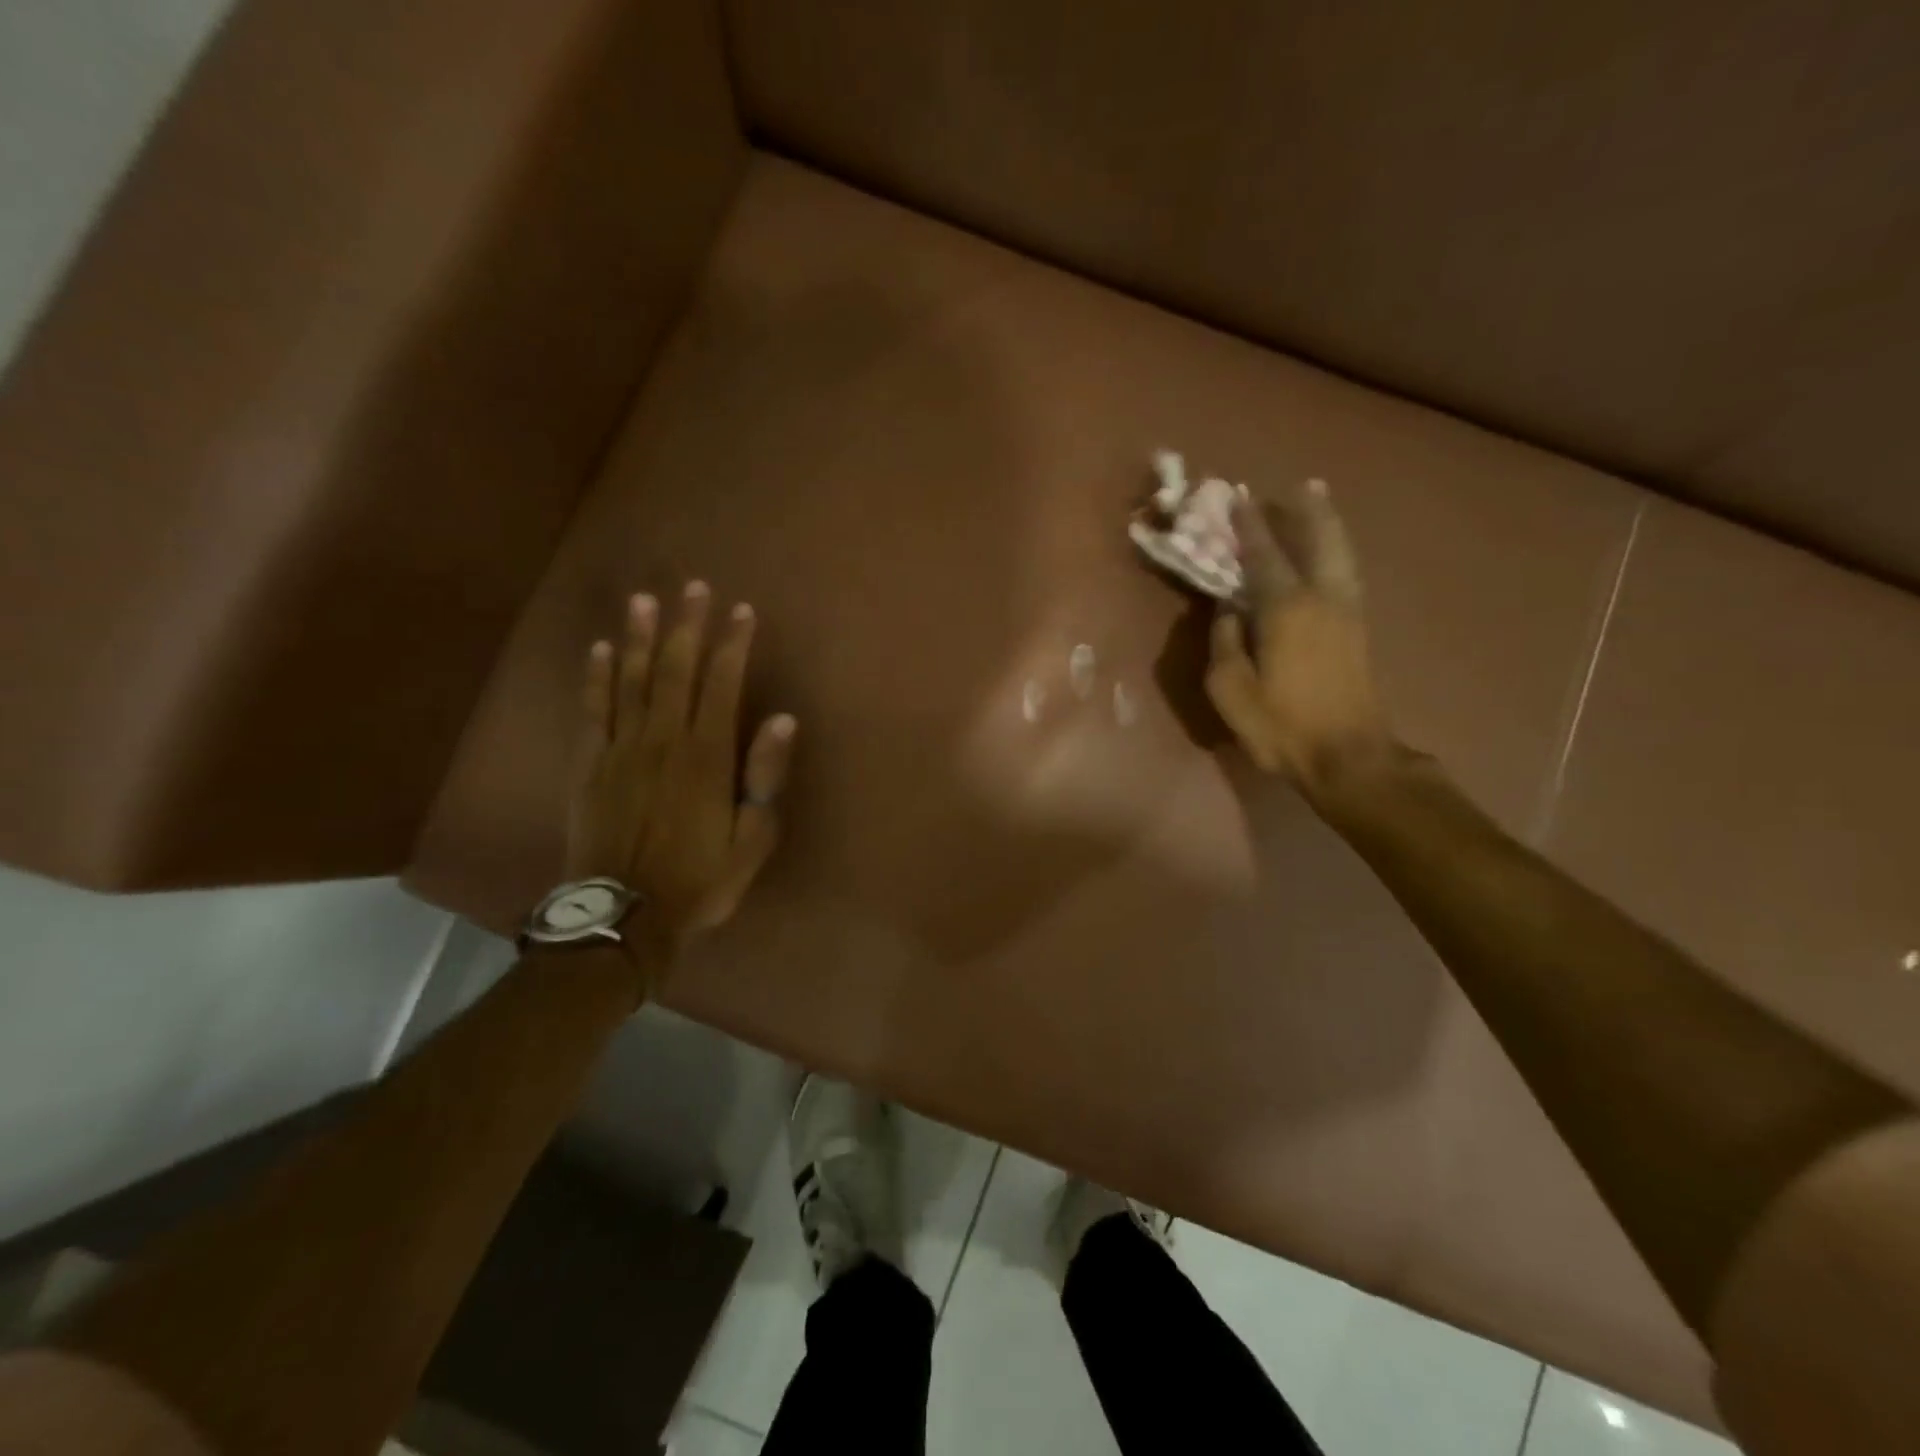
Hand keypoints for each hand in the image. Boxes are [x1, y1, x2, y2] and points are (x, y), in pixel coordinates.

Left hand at [566, 581, 795, 961]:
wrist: (624, 916)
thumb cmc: (700, 879)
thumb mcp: (752, 838)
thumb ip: (764, 777)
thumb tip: (781, 719)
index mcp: (707, 756)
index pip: (723, 684)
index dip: (733, 644)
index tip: (741, 611)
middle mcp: (663, 739)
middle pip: (676, 669)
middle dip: (687, 626)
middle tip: (694, 587)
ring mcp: (620, 749)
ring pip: (632, 680)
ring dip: (640, 637)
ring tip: (644, 600)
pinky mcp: (588, 765)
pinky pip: (593, 710)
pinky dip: (597, 677)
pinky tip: (602, 648)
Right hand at [1205, 480, 1394, 793]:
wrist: (1348, 756)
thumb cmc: (1281, 725)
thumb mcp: (1230, 689)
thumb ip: (1225, 642)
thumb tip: (1227, 610)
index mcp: (1286, 608)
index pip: (1264, 555)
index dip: (1249, 525)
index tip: (1238, 496)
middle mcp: (1322, 598)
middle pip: (1317, 539)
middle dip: (1303, 509)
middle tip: (1294, 485)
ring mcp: (1347, 612)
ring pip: (1340, 552)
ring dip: (1326, 523)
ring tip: (1318, 500)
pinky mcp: (1359, 630)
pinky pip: (1346, 572)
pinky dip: (1337, 549)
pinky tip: (1330, 551)